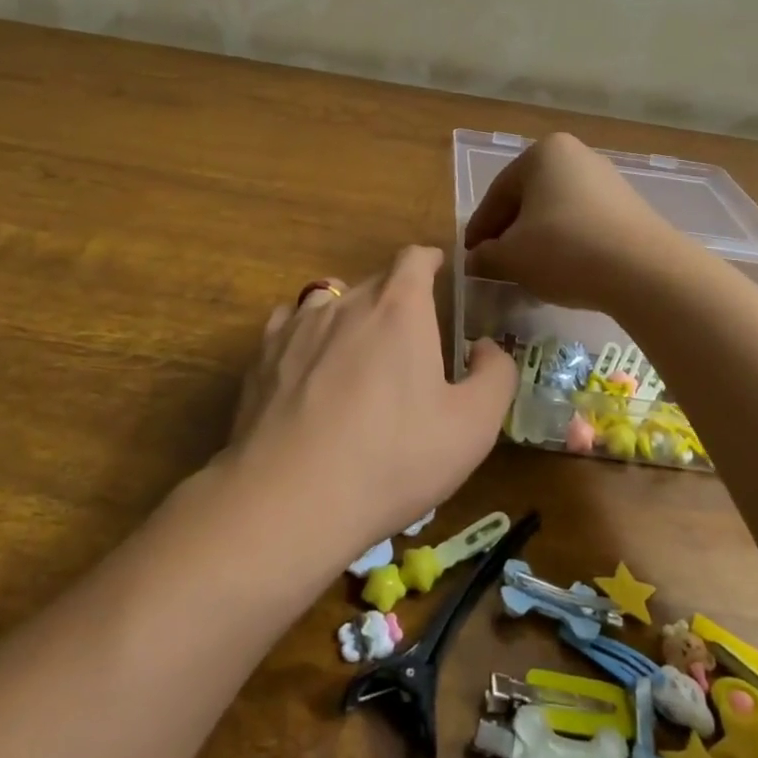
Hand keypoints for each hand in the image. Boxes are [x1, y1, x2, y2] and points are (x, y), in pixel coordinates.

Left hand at [227, 246, 516, 557]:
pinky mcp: (263, 355)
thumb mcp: (471, 427)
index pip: (414, 258)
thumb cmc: (392, 458)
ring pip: (329, 300)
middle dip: (396, 298)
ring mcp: (298, 326)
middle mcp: (346, 303)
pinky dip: (306, 335)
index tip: (437, 271)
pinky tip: (308, 368)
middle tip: (408, 338)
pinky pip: (289, 325)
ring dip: (349, 314)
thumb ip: (494, 376)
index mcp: (399, 308)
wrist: (291, 499)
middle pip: (375, 281)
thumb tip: (485, 347)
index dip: (429, 260)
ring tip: (356, 351)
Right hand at [463, 132, 676, 310]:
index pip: (498, 194)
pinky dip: (567, 244)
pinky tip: (563, 271)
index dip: (480, 229)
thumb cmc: (565, 250)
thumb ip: (486, 255)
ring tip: (528, 272)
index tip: (470, 256)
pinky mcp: (629, 207)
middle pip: (528, 199)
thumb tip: (475, 259)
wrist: (645, 271)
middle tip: (496, 264)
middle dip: (510, 232)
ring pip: (556, 211)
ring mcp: (607, 180)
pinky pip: (584, 222)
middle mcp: (576, 156)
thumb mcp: (512, 256)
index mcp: (543, 154)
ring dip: (538, 240)